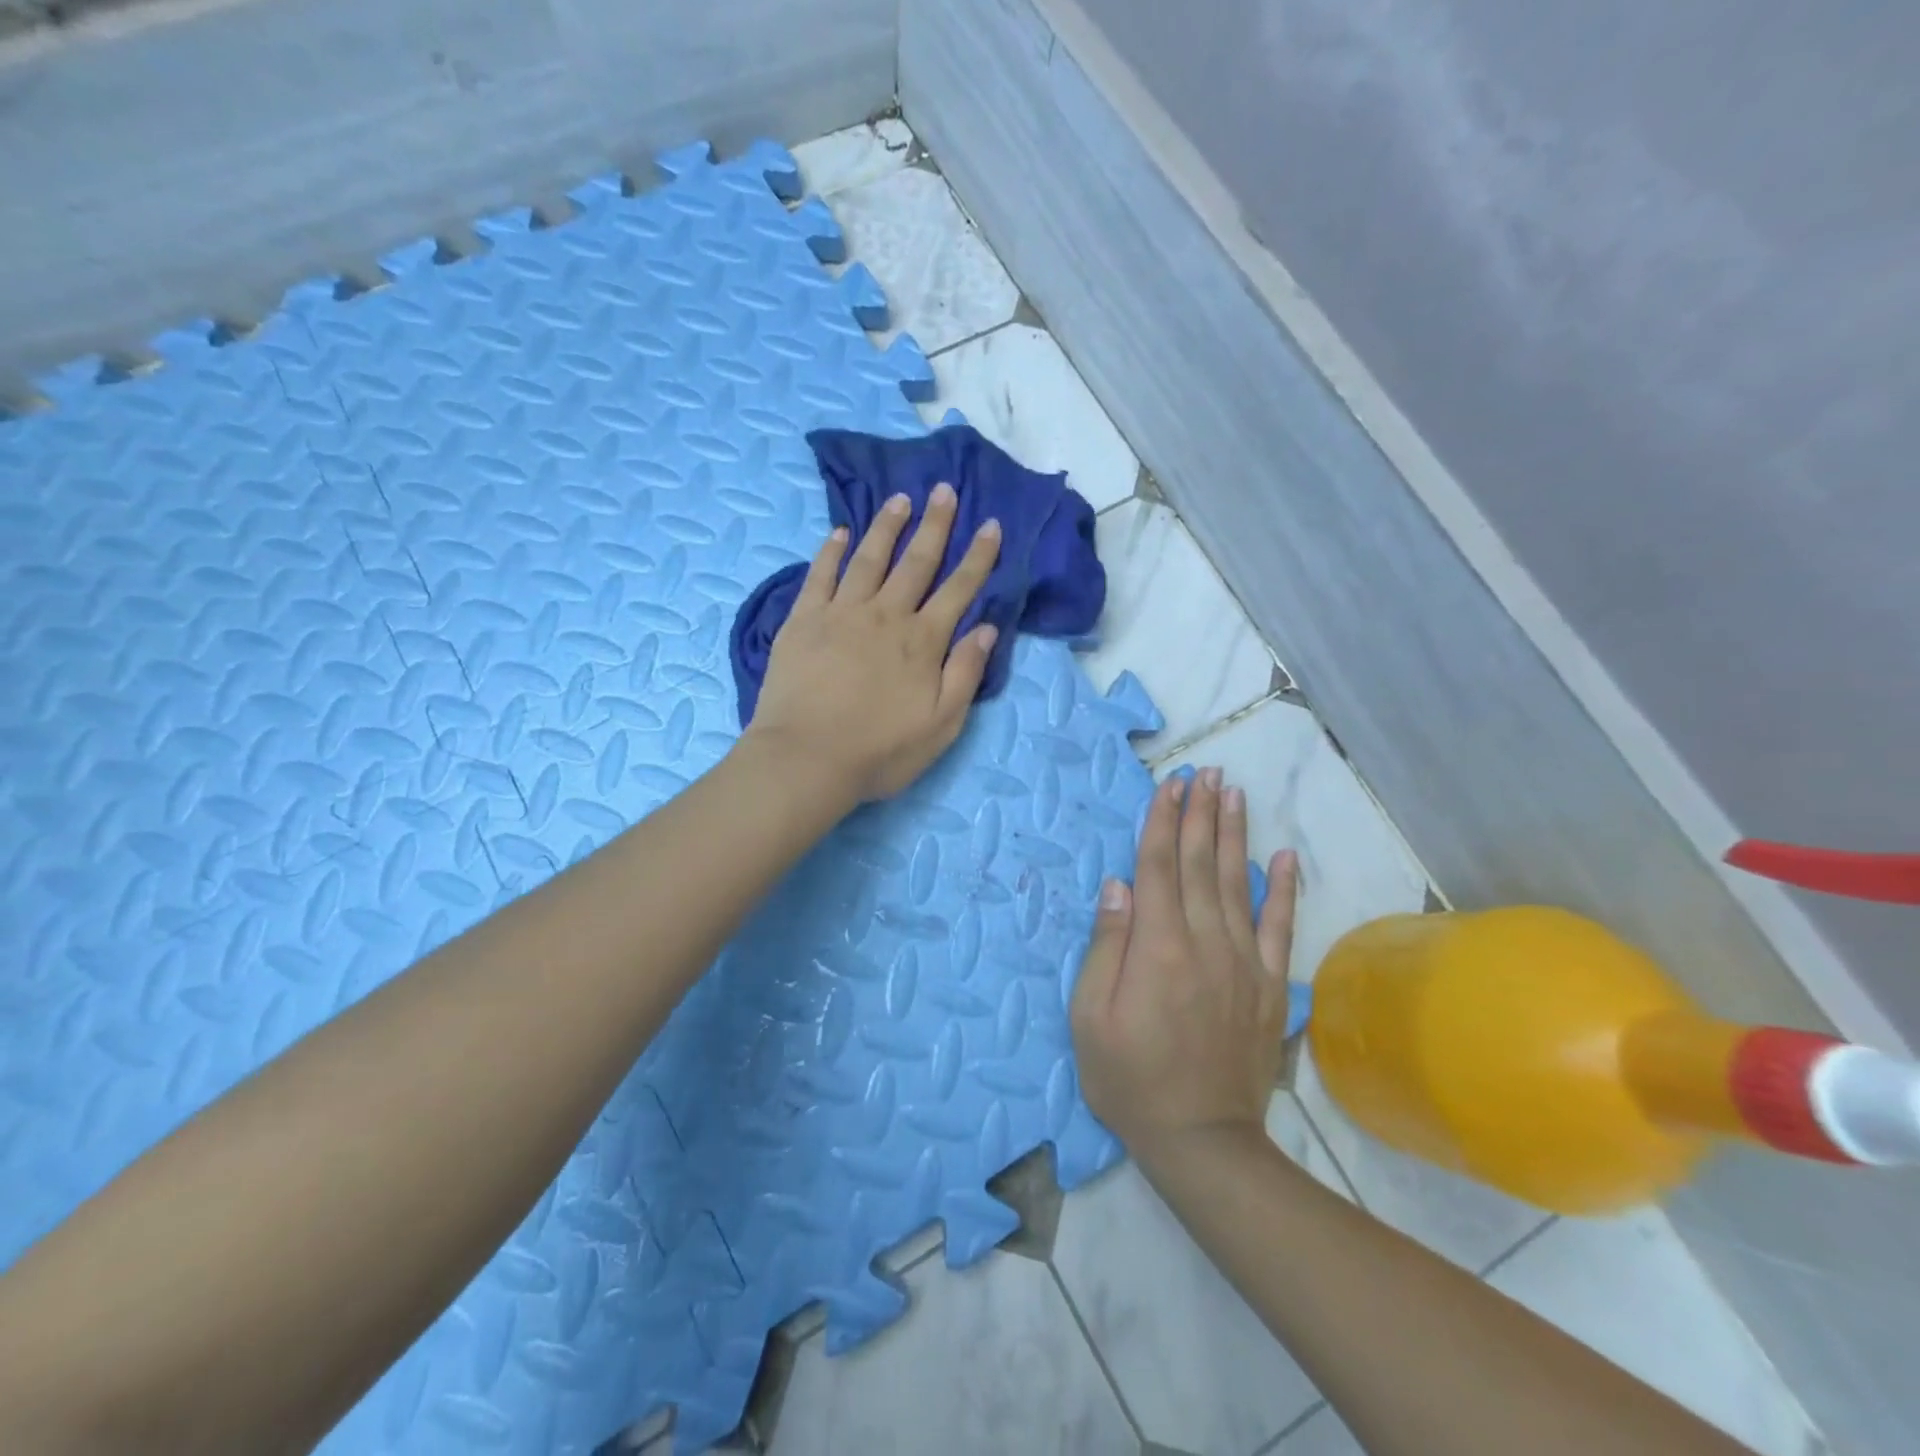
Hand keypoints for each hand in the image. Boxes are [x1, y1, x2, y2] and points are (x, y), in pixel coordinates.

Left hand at [746, 484, 1001, 803]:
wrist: (806, 759)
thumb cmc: (879, 751)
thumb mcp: (941, 725)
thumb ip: (965, 674)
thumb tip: (985, 628)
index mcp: (922, 641)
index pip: (958, 589)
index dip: (978, 557)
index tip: (990, 525)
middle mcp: (885, 616)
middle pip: (916, 562)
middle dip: (934, 525)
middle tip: (944, 490)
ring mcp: (840, 613)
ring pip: (869, 559)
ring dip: (886, 527)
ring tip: (899, 499)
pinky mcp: (802, 620)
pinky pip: (820, 575)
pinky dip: (831, 551)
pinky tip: (839, 532)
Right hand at [1071, 769, 1298, 1164]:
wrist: (1201, 1138)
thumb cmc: (1129, 1077)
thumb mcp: (1090, 1015)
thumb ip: (1107, 944)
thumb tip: (1119, 884)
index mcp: (1157, 945)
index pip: (1158, 866)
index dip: (1162, 821)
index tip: (1170, 785)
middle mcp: (1203, 940)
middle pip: (1199, 863)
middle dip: (1199, 813)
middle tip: (1204, 772)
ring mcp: (1243, 961)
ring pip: (1237, 882)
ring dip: (1234, 834)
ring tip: (1234, 793)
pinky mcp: (1270, 985)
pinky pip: (1280, 927)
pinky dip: (1284, 890)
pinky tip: (1284, 857)